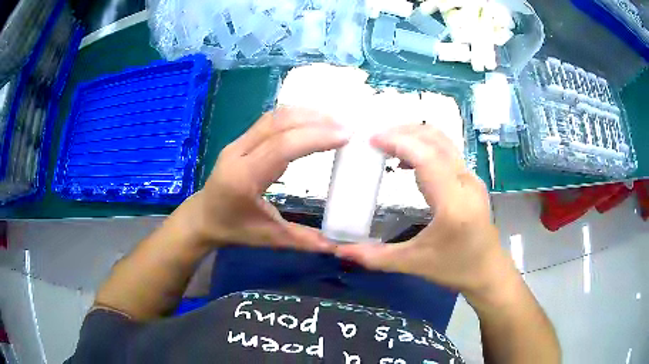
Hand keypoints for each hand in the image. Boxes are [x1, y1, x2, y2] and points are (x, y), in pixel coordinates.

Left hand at [192, 107, 349, 251]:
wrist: (202, 217)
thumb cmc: (233, 229)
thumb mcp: (269, 238)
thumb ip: (303, 240)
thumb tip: (338, 246)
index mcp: (244, 178)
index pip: (281, 147)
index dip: (315, 137)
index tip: (345, 136)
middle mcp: (238, 153)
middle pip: (278, 124)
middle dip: (315, 121)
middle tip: (346, 126)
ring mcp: (238, 143)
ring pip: (274, 117)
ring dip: (306, 114)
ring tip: (335, 121)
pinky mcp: (241, 140)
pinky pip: (270, 120)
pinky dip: (295, 117)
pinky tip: (313, 121)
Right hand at [335, 125, 514, 295]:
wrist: (488, 271)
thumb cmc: (455, 268)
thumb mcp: (414, 264)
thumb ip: (375, 257)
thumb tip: (339, 249)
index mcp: (453, 204)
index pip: (427, 158)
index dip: (398, 142)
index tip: (371, 140)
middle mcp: (466, 182)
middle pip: (435, 140)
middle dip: (403, 132)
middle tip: (374, 138)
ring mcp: (471, 178)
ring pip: (443, 140)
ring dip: (414, 135)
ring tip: (386, 143)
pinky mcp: (471, 179)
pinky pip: (447, 150)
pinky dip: (424, 145)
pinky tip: (406, 161)